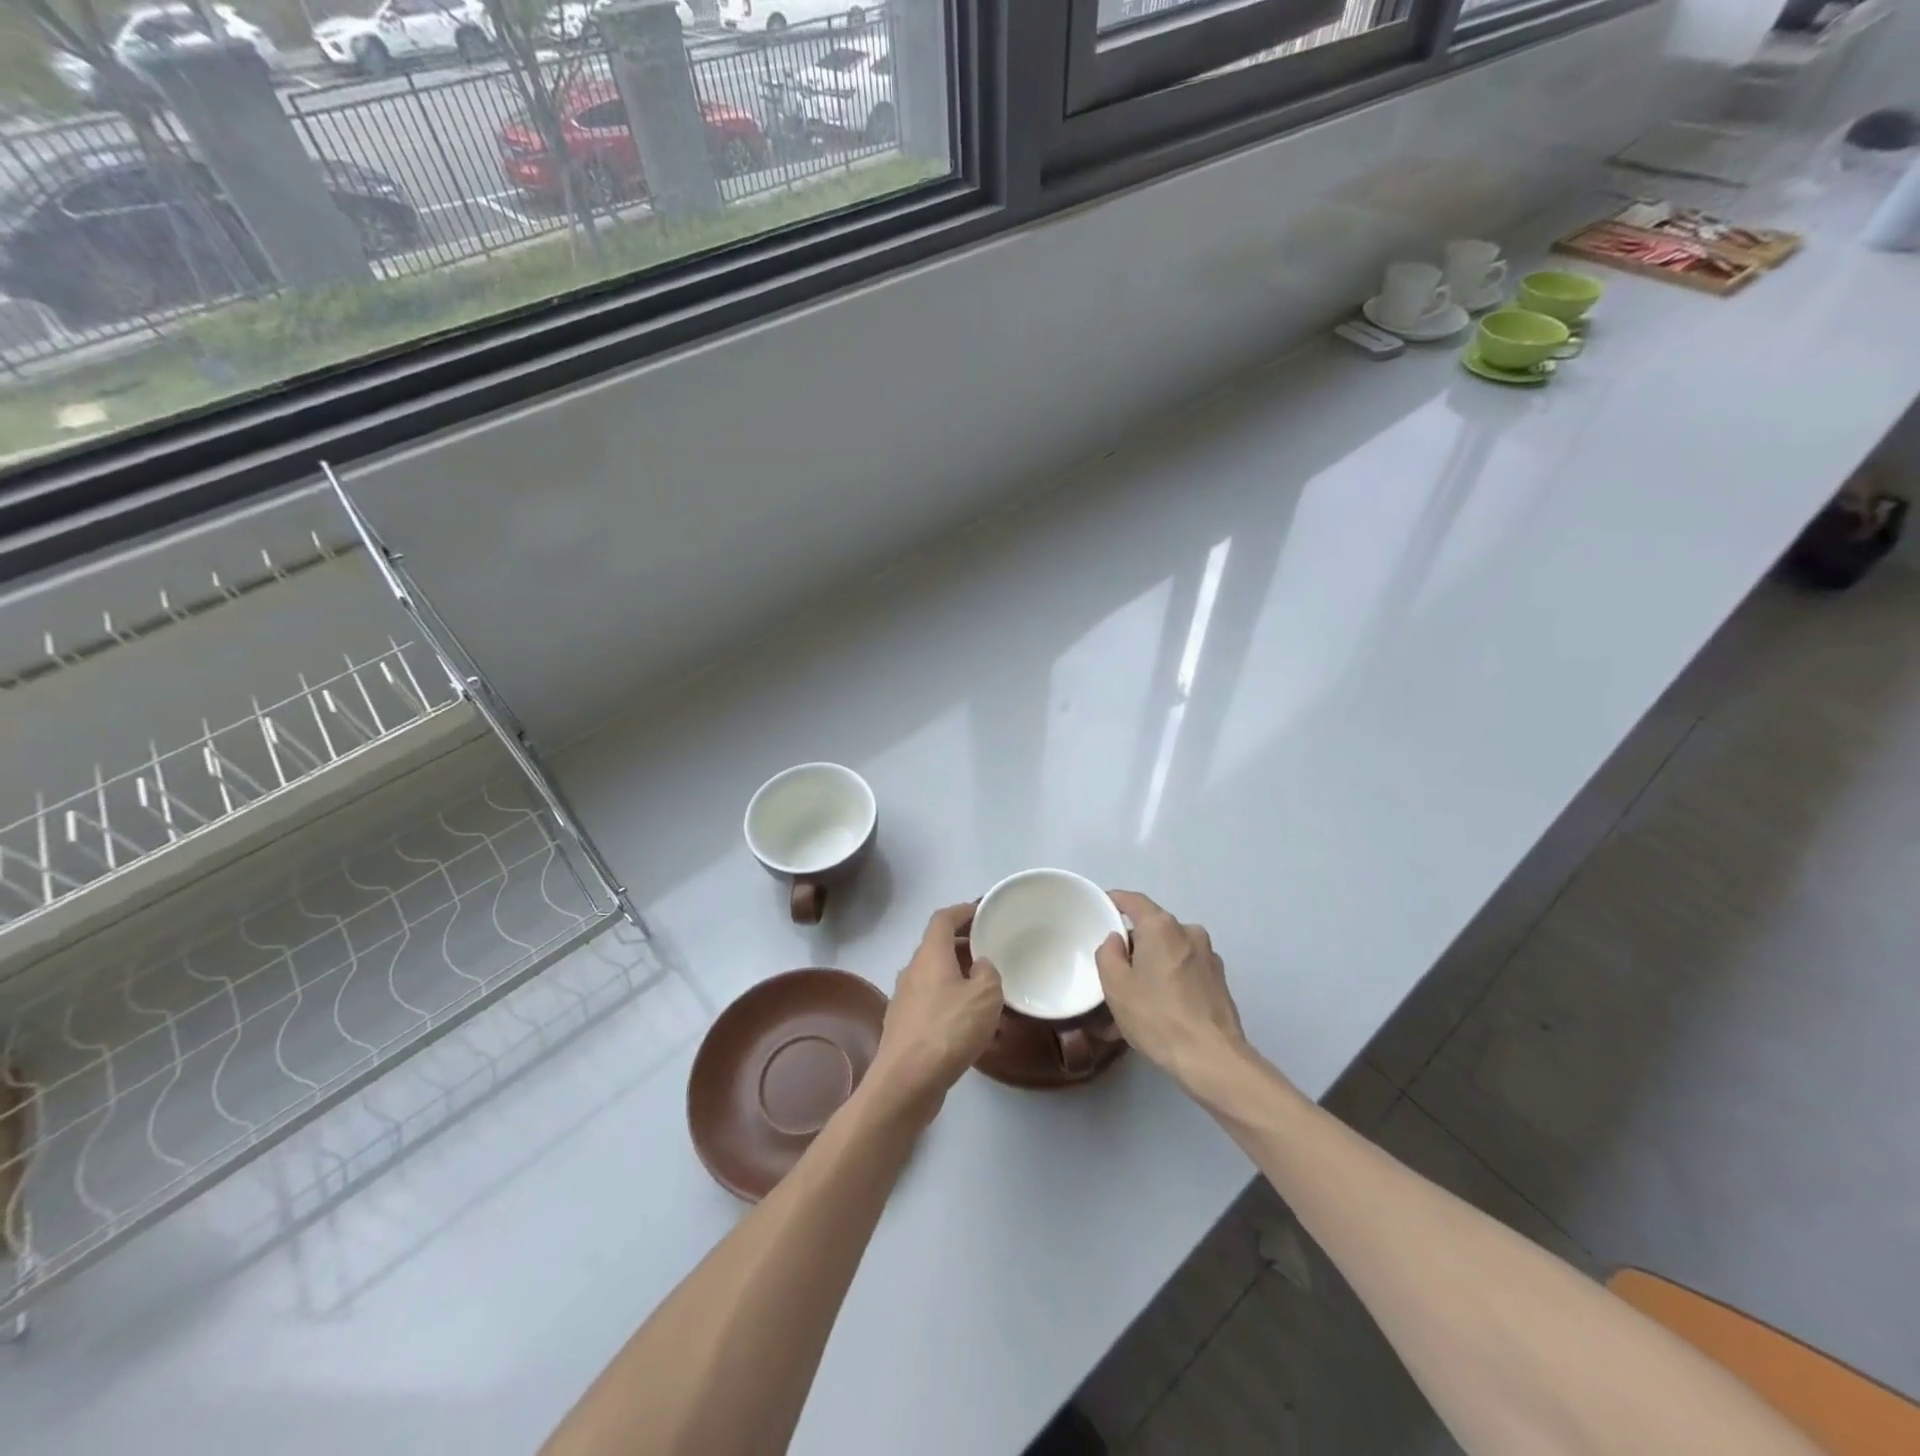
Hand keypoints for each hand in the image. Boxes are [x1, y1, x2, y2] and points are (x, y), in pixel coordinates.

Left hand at [865, 903, 1003, 1125]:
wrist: (906, 1081)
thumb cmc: (948, 1030)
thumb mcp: (985, 996)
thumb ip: (988, 973)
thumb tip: (980, 966)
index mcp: (930, 955)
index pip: (943, 919)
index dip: (962, 911)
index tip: (982, 911)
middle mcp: (912, 971)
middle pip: (937, 947)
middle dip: (963, 945)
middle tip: (990, 951)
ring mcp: (904, 999)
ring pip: (933, 976)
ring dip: (956, 976)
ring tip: (984, 989)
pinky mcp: (904, 1026)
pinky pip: (930, 1001)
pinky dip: (948, 1001)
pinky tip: (966, 1023)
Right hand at [1097, 891, 1247, 1089]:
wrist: (1212, 1059)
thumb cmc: (1157, 1016)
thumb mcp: (1115, 986)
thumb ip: (1108, 953)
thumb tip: (1116, 940)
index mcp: (1161, 926)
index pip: (1133, 901)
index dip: (1114, 900)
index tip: (1101, 908)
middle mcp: (1189, 932)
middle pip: (1153, 927)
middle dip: (1134, 942)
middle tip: (1115, 967)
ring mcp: (1209, 956)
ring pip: (1171, 950)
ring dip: (1154, 964)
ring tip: (1138, 995)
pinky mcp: (1220, 981)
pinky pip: (1187, 970)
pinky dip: (1172, 979)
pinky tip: (1162, 1007)